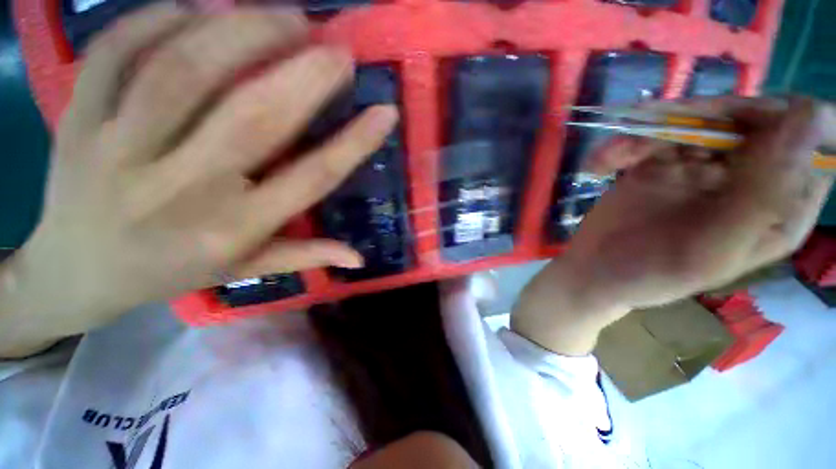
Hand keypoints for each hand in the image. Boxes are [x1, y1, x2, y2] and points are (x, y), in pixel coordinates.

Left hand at [1, 5, 396, 355]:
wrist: (76, 273)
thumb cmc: (169, 273)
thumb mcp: (246, 270)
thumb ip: (307, 256)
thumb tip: (359, 257)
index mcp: (234, 228)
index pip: (311, 177)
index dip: (355, 142)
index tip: (385, 112)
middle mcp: (184, 188)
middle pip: (255, 116)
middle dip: (306, 74)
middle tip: (338, 48)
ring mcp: (119, 149)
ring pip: (184, 69)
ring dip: (243, 30)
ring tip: (286, 16)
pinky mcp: (76, 120)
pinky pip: (117, 52)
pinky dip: (159, 18)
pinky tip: (198, 9)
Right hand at [513, 97, 833, 354]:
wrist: (590, 276)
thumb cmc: (646, 275)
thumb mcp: (716, 244)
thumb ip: (771, 186)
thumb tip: (811, 115)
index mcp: (776, 204)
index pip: (806, 137)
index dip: (774, 120)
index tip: (728, 127)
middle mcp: (745, 178)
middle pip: (749, 118)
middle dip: (701, 120)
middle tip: (659, 135)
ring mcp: (698, 168)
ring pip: (694, 122)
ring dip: (651, 133)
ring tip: (614, 159)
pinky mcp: (655, 165)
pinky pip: (652, 135)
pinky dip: (626, 144)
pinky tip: (601, 164)